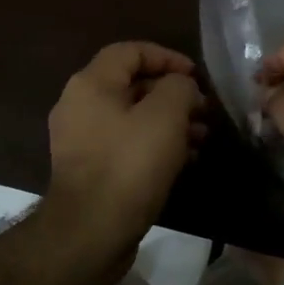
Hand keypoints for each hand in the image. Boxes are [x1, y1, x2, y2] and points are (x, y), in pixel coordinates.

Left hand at [44, 42, 204, 246]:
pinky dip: (155, 144)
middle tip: (204, 110)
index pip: (131, 51)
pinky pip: (126, 144)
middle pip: (132, 84)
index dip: (167, 57)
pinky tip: (185, 160)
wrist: (90, 233)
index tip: (196, 76)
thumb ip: (178, 88)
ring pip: (132, 117)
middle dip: (173, 94)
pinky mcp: (89, 169)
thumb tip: (180, 86)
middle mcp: (79, 105)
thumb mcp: (165, 116)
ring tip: (202, 137)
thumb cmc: (129, 165)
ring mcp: (81, 139)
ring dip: (169, 122)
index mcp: (91, 84)